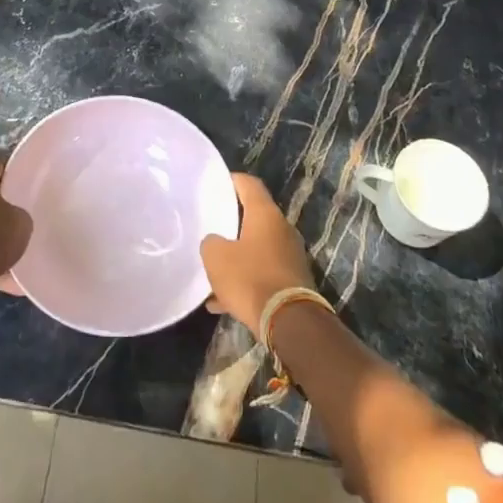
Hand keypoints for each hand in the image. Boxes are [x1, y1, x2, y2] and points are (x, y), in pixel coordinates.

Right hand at [200, 174, 316, 333]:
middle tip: (210, 226)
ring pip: (256, 249)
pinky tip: (220, 302)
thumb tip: (215, 242)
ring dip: (236, 257)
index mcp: (266, 215)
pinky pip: (262, 274)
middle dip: (231, 223)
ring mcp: (290, 256)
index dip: (230, 180)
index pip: (249, 184)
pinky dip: (244, 281)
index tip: (214, 184)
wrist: (288, 322)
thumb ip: (211, 242)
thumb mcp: (216, 257)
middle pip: (254, 217)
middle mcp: (282, 230)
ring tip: (212, 270)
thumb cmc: (250, 278)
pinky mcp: (292, 281)